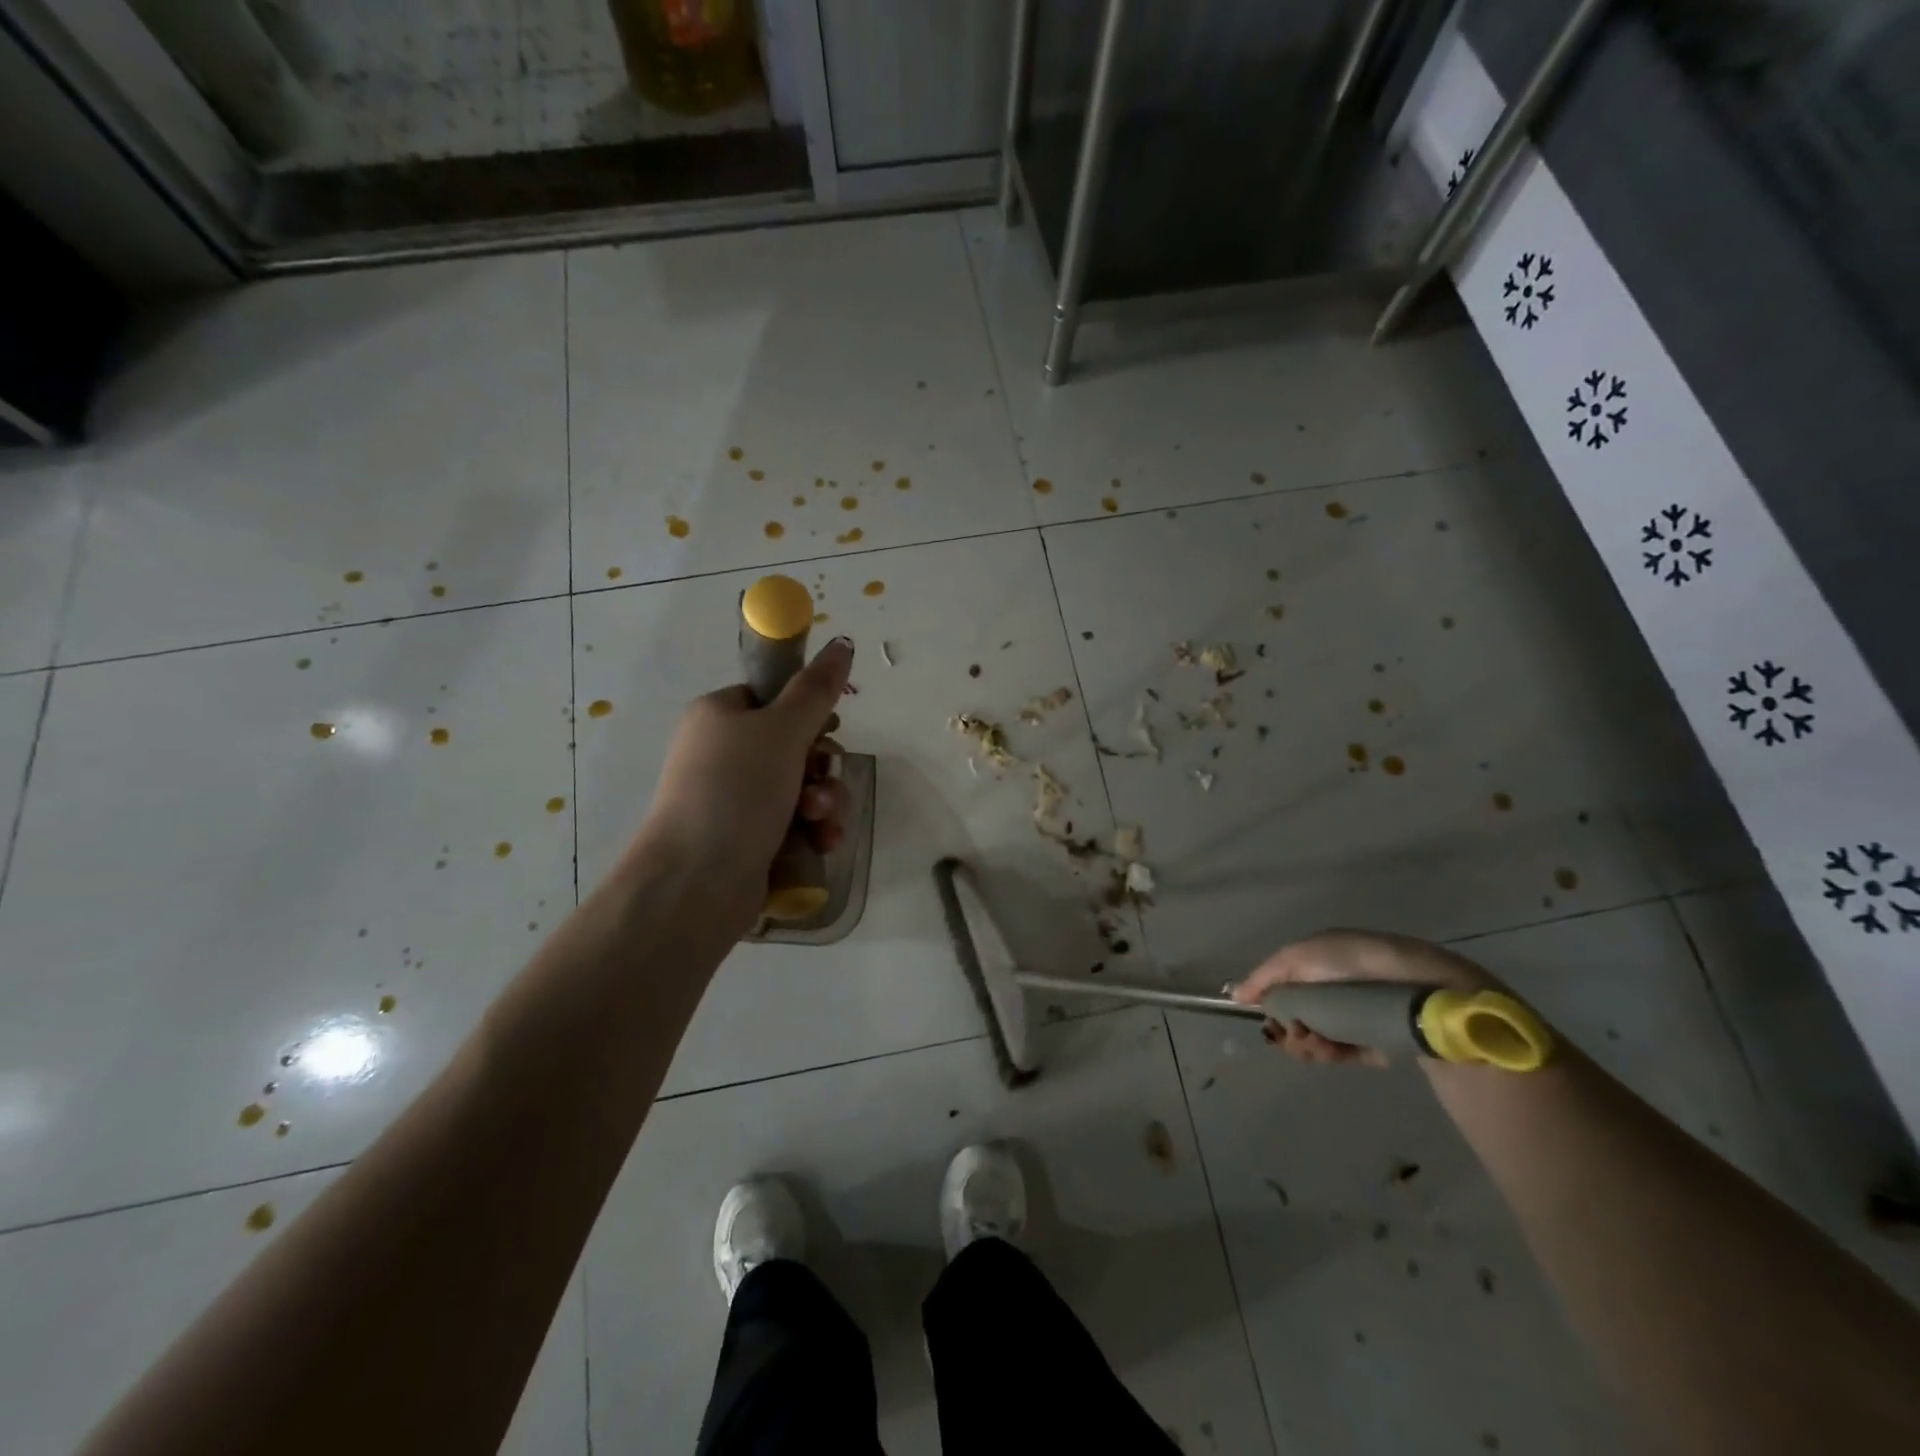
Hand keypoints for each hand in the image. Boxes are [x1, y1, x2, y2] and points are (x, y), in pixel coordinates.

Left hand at [629, 637, 853, 934]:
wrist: (696, 881)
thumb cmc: (736, 790)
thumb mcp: (782, 729)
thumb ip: (817, 689)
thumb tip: (842, 641)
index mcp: (720, 715)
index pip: (773, 698)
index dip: (807, 712)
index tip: (828, 728)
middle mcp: (724, 754)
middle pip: (796, 746)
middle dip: (822, 767)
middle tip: (821, 781)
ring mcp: (735, 800)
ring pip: (803, 787)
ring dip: (825, 802)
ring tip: (820, 822)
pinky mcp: (749, 839)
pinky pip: (796, 823)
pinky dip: (813, 831)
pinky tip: (821, 844)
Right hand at [1231, 930, 1492, 1067]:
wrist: (1425, 994)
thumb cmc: (1358, 964)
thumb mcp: (1303, 957)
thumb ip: (1268, 976)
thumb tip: (1235, 994)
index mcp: (1323, 958)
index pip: (1285, 980)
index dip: (1270, 998)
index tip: (1259, 1016)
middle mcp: (1340, 983)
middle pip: (1299, 1010)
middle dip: (1288, 1025)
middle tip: (1290, 1035)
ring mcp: (1359, 1013)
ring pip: (1318, 1032)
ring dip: (1306, 1041)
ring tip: (1312, 1045)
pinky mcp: (1379, 1041)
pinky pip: (1344, 1050)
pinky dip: (1330, 1053)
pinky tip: (1327, 1053)